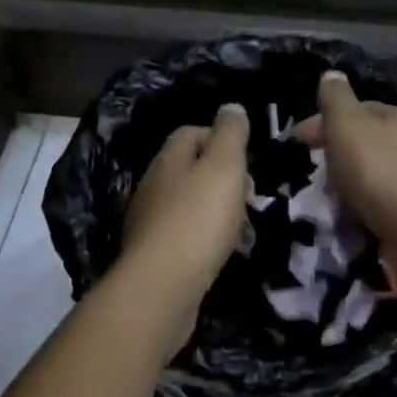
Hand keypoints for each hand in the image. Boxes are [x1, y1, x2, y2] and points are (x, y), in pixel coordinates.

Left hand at [121, 104, 251, 309]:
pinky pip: (183, 236)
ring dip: (214, 210)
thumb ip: (230, 134)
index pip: (191, 132)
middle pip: (190, 169)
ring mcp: (149, 223)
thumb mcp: (223, 167)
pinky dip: (203, 239)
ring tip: (240, 228)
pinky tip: (219, 254)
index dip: (220, 138)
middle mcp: (152, 186)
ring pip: (187, 204)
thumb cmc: (197, 220)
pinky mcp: (153, 257)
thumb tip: (231, 107)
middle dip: (221, 178)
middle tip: (247, 196)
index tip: (246, 160)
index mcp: (167, 160)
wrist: (161, 289)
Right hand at [297, 71, 396, 282]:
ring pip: (369, 170)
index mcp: (394, 115)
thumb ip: (335, 98)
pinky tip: (348, 213)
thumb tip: (331, 74)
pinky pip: (378, 198)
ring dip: (346, 180)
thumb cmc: (378, 170)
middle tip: (311, 171)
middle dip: (334, 151)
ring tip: (325, 197)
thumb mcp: (347, 124)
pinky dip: (360, 202)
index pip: (353, 108)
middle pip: (361, 140)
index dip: (322, 120)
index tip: (297, 141)